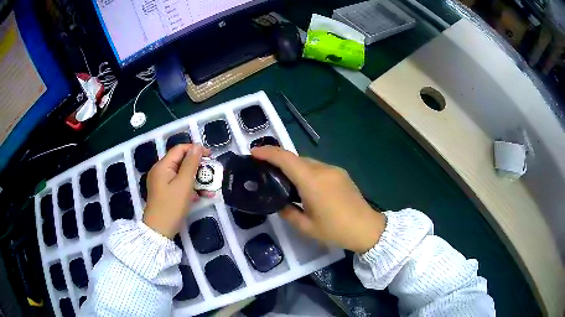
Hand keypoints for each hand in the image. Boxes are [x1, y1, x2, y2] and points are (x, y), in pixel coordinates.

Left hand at [143, 144, 210, 237]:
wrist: (159, 230)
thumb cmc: (171, 206)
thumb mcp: (184, 184)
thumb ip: (191, 164)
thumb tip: (197, 147)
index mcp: (162, 166)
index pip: (180, 149)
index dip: (195, 149)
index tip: (210, 155)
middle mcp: (160, 171)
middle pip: (181, 162)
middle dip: (197, 167)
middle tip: (211, 173)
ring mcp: (162, 182)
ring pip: (181, 175)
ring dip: (196, 179)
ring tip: (209, 188)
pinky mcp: (165, 192)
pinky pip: (178, 184)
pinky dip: (189, 188)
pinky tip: (200, 196)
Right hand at [251, 146, 385, 252]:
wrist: (367, 228)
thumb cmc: (335, 230)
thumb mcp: (306, 227)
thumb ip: (288, 213)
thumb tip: (279, 204)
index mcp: (312, 182)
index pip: (286, 159)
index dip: (268, 152)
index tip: (253, 152)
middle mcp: (323, 170)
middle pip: (296, 158)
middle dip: (279, 160)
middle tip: (265, 170)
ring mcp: (334, 170)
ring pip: (308, 162)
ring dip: (294, 167)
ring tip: (284, 180)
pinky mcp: (341, 174)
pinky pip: (318, 167)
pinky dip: (306, 171)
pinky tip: (305, 186)